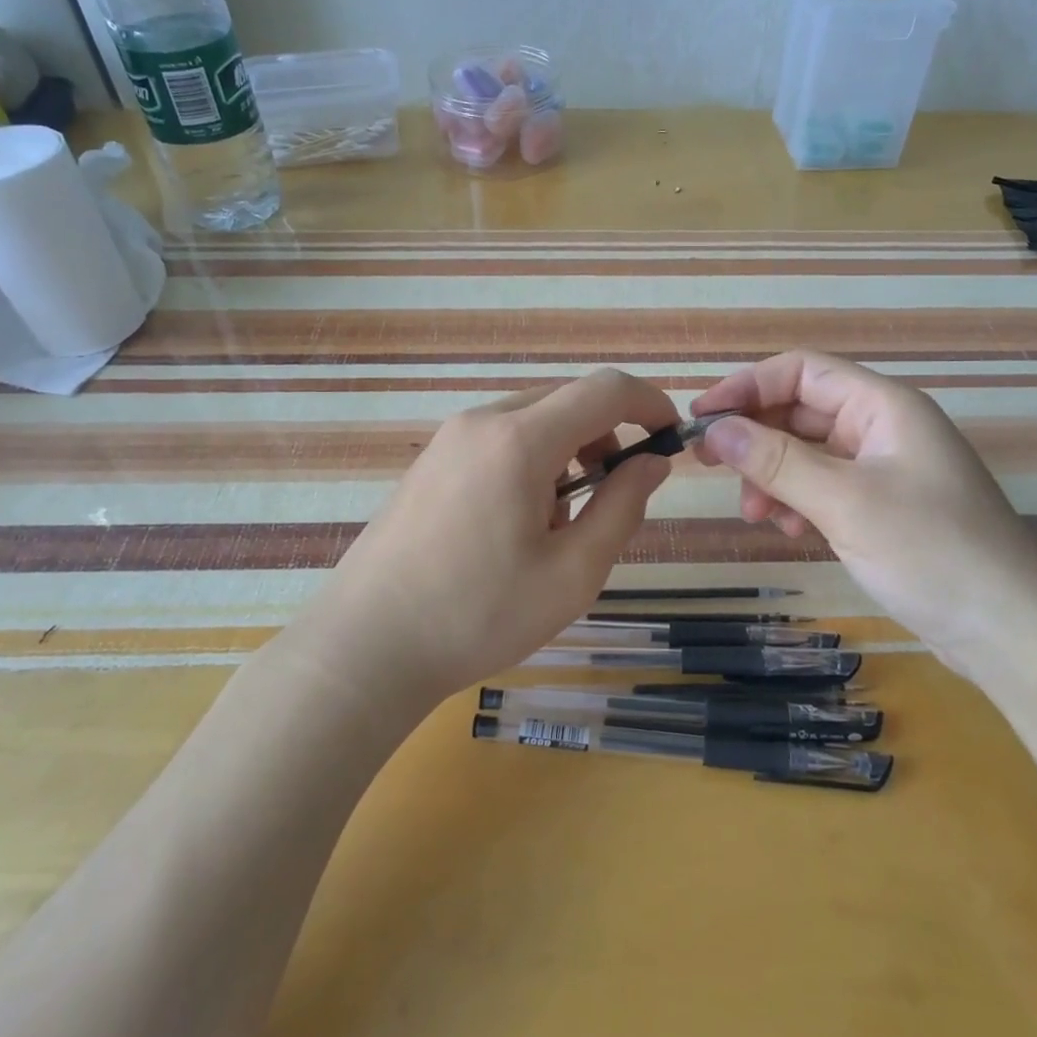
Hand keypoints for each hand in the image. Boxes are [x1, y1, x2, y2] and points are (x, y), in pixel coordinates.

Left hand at [307, 369, 678, 709]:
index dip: (649, 403)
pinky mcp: (430, 461)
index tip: (671, 437)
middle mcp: (481, 421)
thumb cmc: (478, 615)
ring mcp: (448, 438)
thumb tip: (651, 462)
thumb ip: (622, 506)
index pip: (604, 389)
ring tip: (561, 523)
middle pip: (567, 399)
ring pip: (532, 418)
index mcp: (519, 440)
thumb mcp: (572, 572)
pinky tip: (516, 523)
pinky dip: (530, 460)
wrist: (365, 647)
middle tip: (616, 494)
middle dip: (607, 433)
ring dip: (568, 450)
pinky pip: (498, 439)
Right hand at [691, 351, 1036, 679]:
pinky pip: (824, 488)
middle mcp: (883, 429)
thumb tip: (715, 429)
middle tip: (712, 465)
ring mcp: (884, 471)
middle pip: (802, 412)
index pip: (802, 372)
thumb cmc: (931, 551)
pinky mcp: (883, 509)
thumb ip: (776, 461)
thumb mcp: (845, 502)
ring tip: (756, 513)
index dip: (748, 386)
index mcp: (884, 407)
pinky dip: (798, 502)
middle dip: (756, 437)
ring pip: (809, 454)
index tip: (702, 416)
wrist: (1009, 632)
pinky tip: (788, 530)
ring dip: (773, 476)